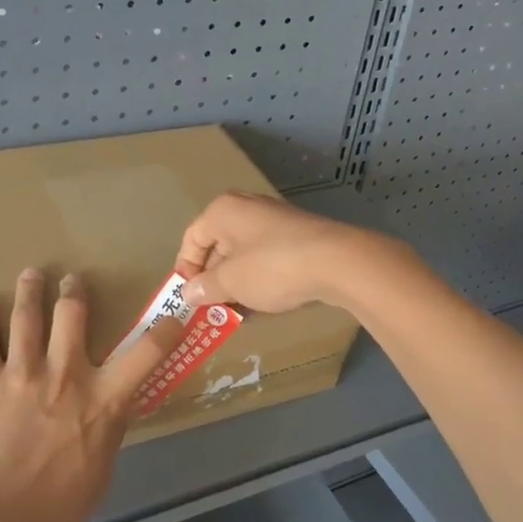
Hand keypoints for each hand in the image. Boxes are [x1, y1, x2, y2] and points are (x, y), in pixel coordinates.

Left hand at [0, 269, 181, 521]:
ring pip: (27, 316)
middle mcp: (65, 376)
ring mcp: (21, 374)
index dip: (165, 330)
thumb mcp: (97, 478)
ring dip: (30, 290)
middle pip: (72, 316)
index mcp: (102, 402)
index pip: (146, 355)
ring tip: (32, 274)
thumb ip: (107, 437)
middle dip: (73, 292)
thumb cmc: (49, 512)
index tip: (175, 315)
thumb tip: (112, 414)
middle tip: (71, 280)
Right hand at [176, 191, 397, 313]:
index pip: (192, 239)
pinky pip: (266, 258)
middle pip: (218, 245)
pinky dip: (259, 279)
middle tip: (211, 310)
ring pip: (243, 254)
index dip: (185, 270)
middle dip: (213, 279)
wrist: (337, 262)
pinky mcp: (297, 236)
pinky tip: (264, 304)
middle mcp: (247, 208)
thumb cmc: (272, 267)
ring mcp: (275, 220)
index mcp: (223, 211)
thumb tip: (187, 293)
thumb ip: (205, 287)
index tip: (188, 299)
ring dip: (237, 284)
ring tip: (237, 313)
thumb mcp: (231, 282)